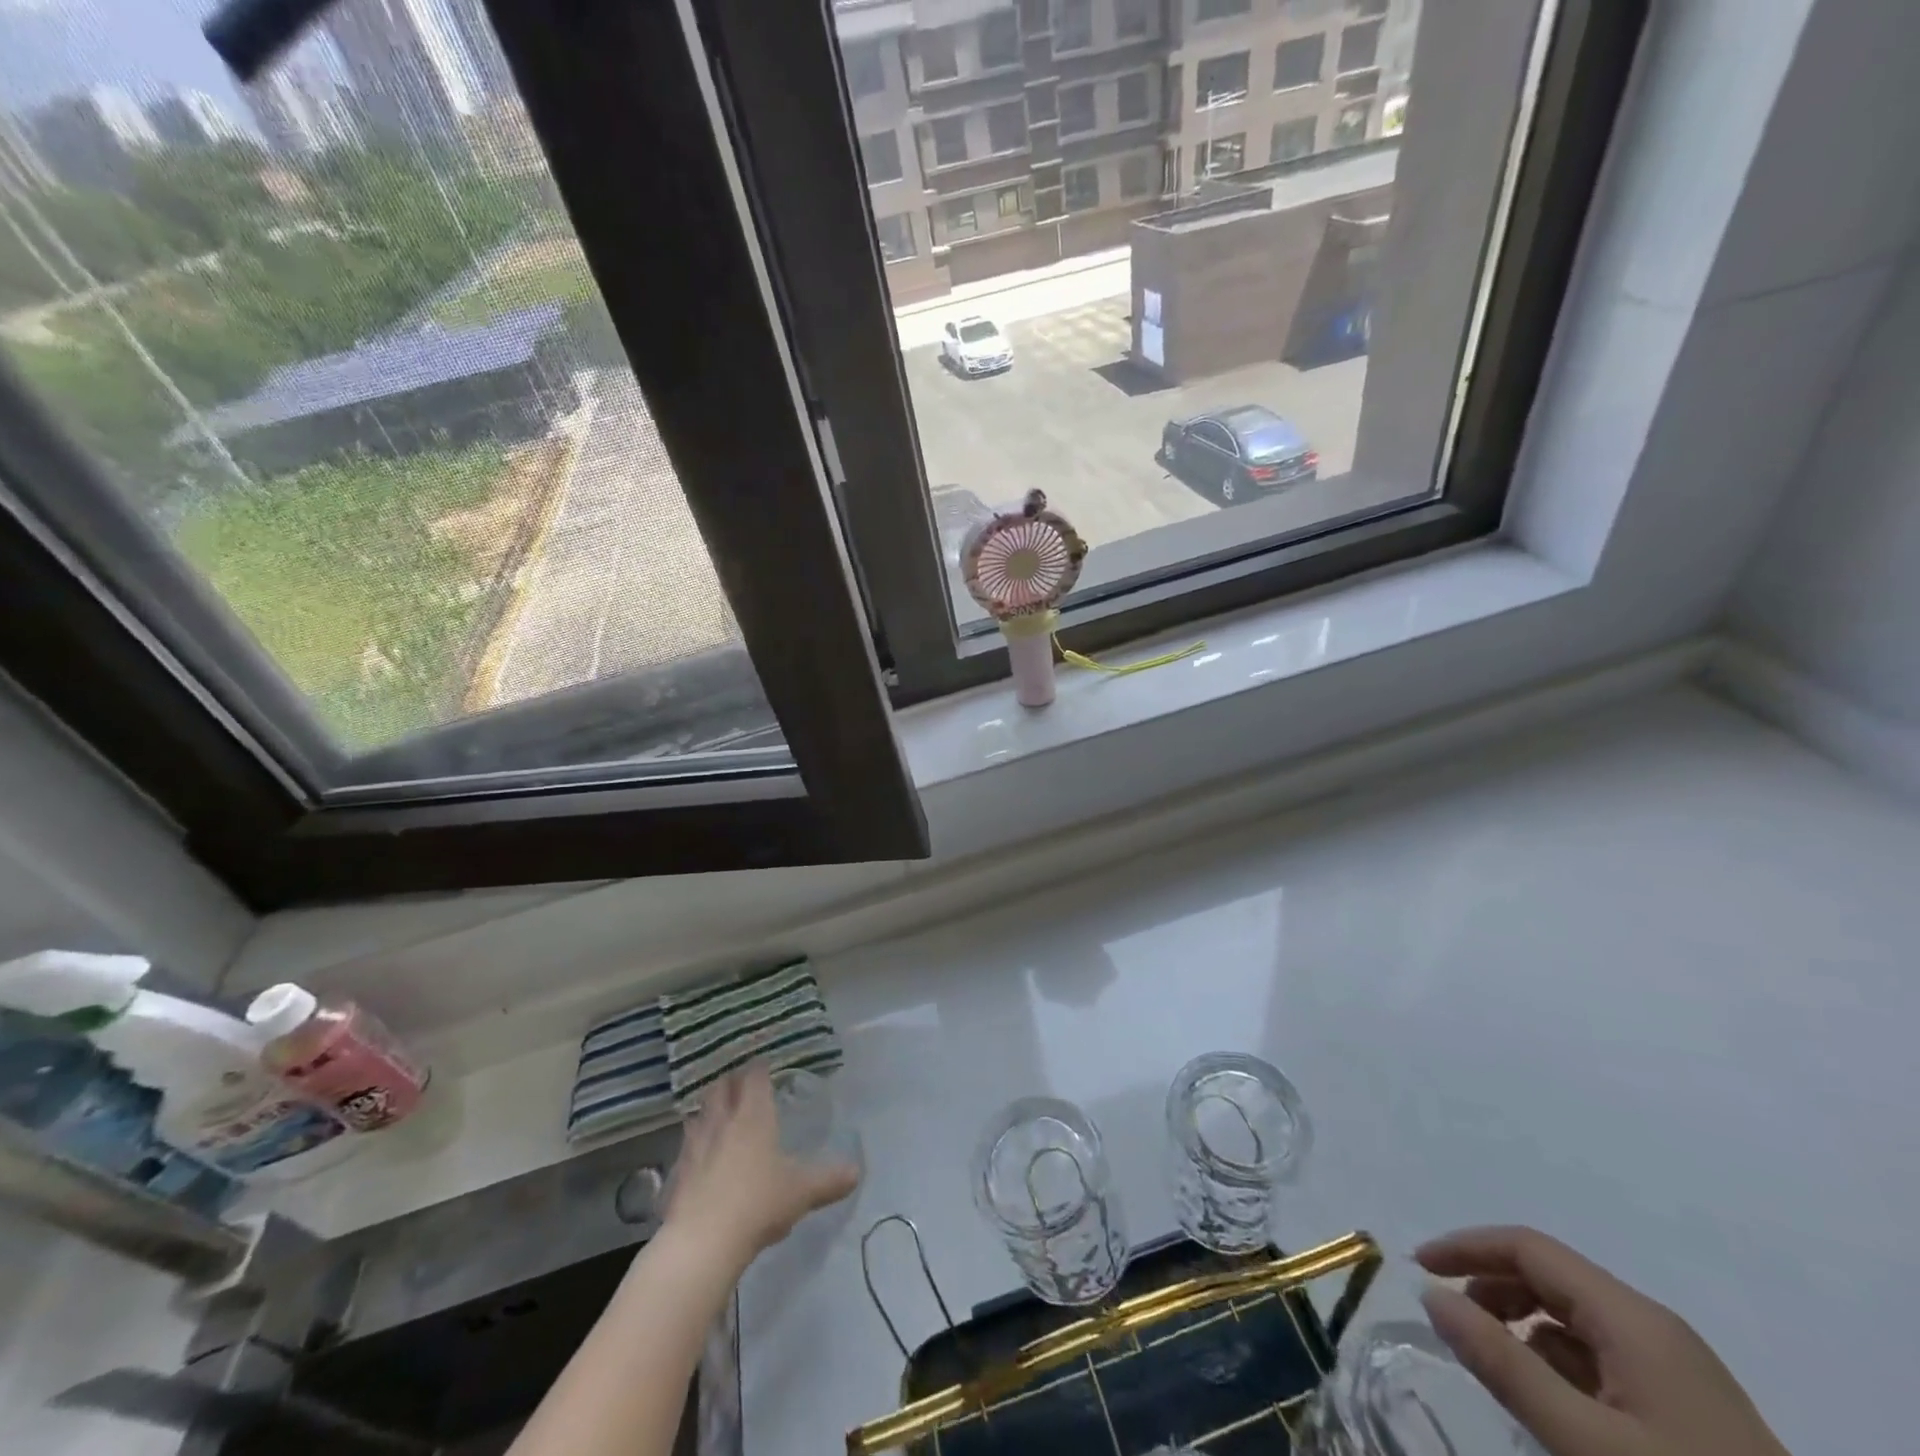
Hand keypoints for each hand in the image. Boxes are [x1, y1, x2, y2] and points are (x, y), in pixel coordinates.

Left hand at [663, 1065, 859, 1265]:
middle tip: (740, 1082)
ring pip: (699, 1114)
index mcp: (753, 1115)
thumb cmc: (758, 1203)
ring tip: (717, 1113)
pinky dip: (694, 1143)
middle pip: (721, 1088)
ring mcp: (695, 1147)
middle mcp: (722, 1122)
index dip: (760, 1067)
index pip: (755, 1077)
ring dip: (708, 1109)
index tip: (765, 1063)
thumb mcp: (802, 1192)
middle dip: (730, 1081)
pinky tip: (700, 1155)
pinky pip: (686, 1147)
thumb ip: (829, 1180)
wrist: (702, 1243)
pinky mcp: (677, 1175)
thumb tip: (856, 1172)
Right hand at [1415, 1226, 1789, 1455]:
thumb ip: (1503, 1364)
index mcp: (1632, 1316)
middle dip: (1490, 1286)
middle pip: (1550, 1276)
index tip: (1418, 1269)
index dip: (1466, 1247)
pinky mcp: (1689, 1410)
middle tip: (1451, 1324)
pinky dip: (1557, 1361)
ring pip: (1575, 1318)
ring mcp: (1677, 1370)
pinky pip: (1602, 1357)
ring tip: (1494, 1366)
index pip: (1528, 1246)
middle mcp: (1653, 1327)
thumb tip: (1430, 1295)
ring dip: (1521, 1325)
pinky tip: (1549, 1402)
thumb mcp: (1584, 1440)